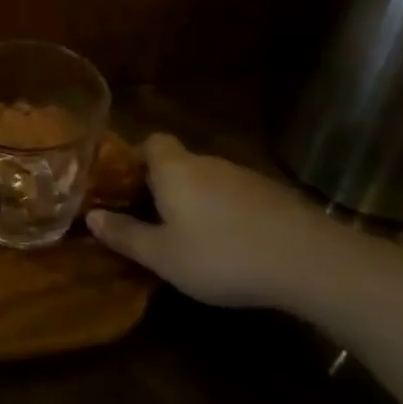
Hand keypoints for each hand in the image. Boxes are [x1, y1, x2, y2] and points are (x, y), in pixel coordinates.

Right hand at [86, 134, 345, 308]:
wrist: (311, 262)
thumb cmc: (222, 256)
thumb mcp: (163, 256)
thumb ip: (125, 235)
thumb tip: (91, 216)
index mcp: (174, 169)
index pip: (151, 142)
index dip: (136, 158)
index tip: (126, 185)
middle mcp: (208, 163)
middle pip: (179, 163)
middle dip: (164, 185)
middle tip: (152, 218)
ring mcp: (246, 177)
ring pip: (210, 181)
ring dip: (198, 201)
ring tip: (192, 237)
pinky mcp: (276, 196)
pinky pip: (238, 197)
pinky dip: (229, 214)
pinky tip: (233, 245)